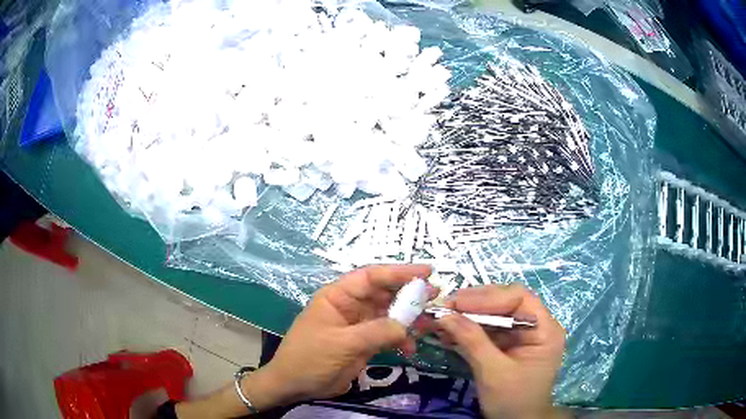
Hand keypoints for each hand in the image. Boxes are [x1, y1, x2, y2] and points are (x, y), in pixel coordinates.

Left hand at [249, 264, 432, 407]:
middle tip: (434, 296)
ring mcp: (359, 325)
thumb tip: (406, 326)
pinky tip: (410, 348)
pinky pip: (388, 335)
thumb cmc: (309, 358)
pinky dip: (401, 339)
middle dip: (409, 294)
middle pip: (384, 294)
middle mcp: (350, 306)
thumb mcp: (341, 344)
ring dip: (409, 319)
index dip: (398, 272)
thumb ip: (375, 332)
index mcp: (338, 297)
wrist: (295, 385)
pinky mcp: (364, 343)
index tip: (426, 272)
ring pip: (389, 314)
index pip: (371, 277)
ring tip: (429, 324)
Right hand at [436, 283, 565, 418]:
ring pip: (494, 315)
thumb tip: (445, 315)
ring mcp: (522, 335)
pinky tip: (450, 333)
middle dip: (474, 305)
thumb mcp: (493, 372)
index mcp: (545, 329)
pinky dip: (468, 330)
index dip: (488, 297)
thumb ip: (472, 342)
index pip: (519, 298)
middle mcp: (536, 326)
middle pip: (505, 303)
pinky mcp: (508, 345)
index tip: (458, 303)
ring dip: (467, 317)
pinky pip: (488, 330)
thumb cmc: (512, 400)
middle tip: (445, 308)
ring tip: (442, 320)